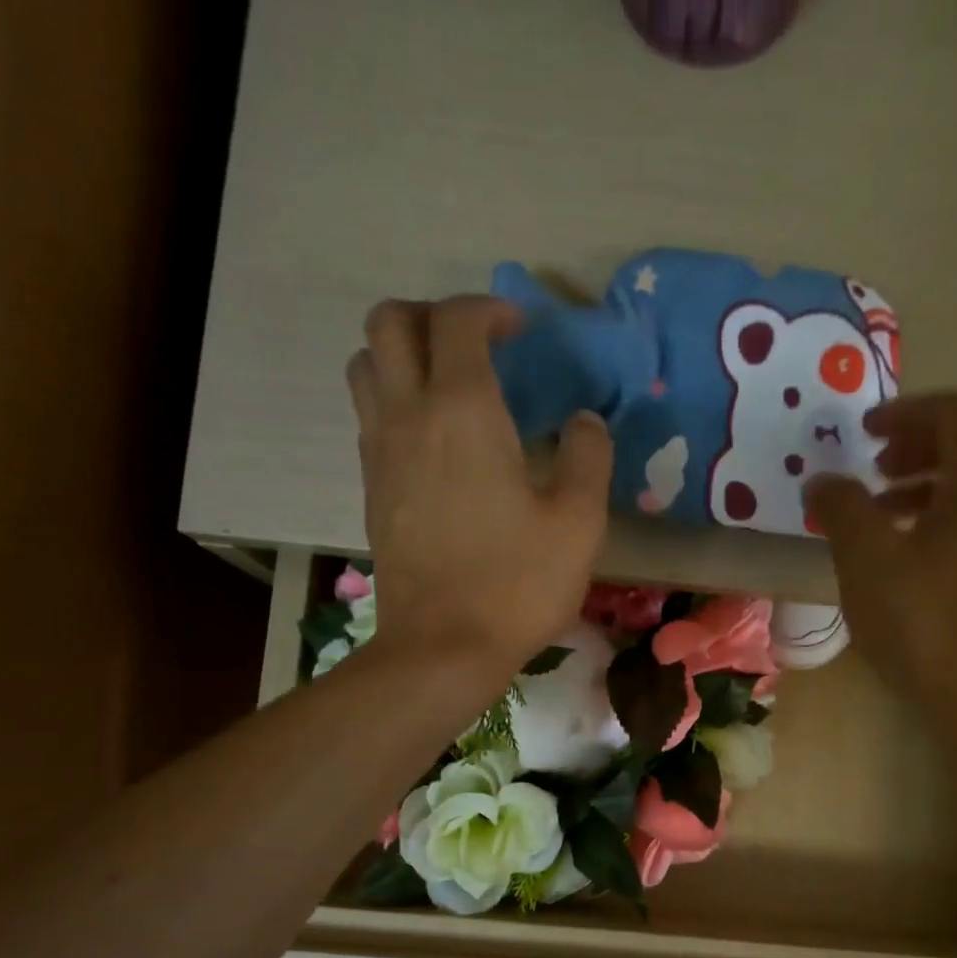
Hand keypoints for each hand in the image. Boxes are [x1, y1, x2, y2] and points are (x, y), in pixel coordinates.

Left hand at [346, 295, 611, 680]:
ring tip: (448, 386)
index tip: (522, 331)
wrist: (442, 648)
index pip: (459, 320)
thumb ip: (588, 457)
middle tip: (475, 345)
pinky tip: (434, 441)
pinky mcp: (372, 489)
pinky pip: (370, 415)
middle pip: (391, 322)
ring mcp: (380, 452)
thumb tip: (584, 422)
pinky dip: (395, 401)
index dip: (491, 309)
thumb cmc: (516, 585)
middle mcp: (409, 415)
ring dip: (403, 354)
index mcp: (463, 411)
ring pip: (368, 365)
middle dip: (433, 314)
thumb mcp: (578, 523)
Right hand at [806, 392, 956, 728]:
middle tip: (873, 472)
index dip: (905, 411)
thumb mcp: (867, 560)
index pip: (953, 412)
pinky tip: (908, 564)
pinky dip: (941, 523)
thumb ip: (841, 509)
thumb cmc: (927, 621)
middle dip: (917, 448)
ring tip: (881, 518)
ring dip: (927, 488)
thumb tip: (822, 481)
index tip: (864, 434)